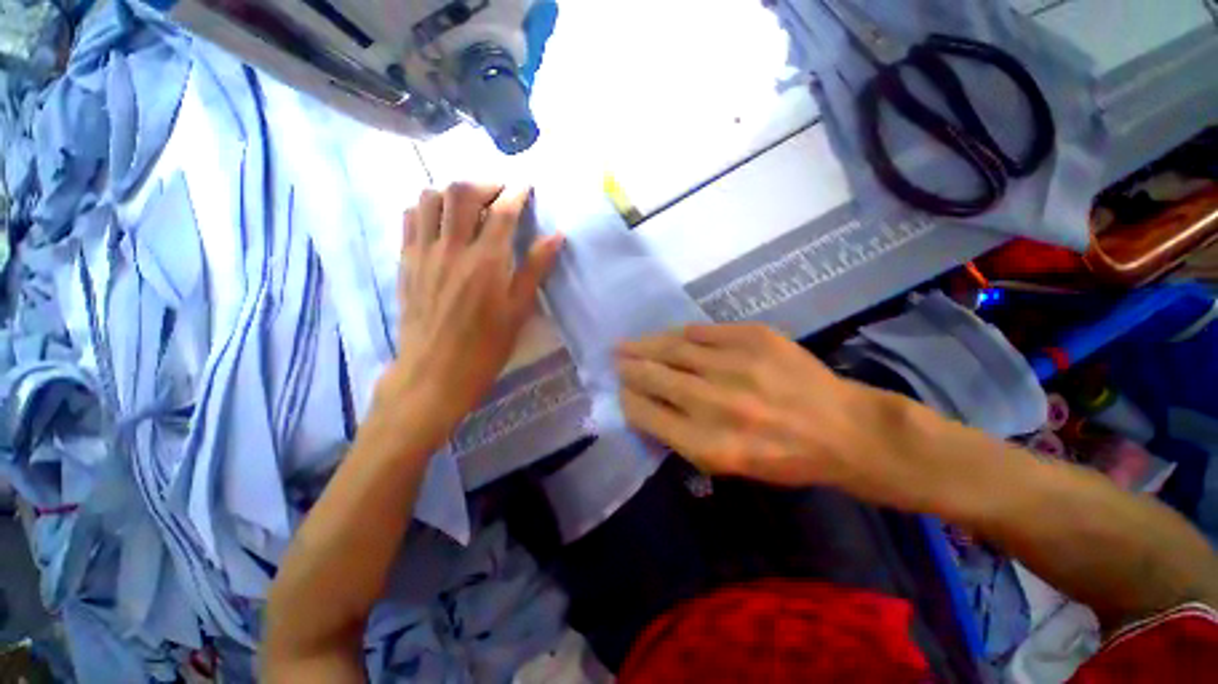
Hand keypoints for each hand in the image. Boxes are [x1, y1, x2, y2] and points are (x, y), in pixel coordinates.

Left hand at [376, 183, 563, 442]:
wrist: (435, 373)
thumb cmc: (486, 347)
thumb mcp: (520, 311)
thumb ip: (536, 269)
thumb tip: (556, 236)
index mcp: (486, 262)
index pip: (502, 211)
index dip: (516, 193)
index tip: (526, 187)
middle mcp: (452, 248)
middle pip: (462, 192)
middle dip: (485, 183)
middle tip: (501, 193)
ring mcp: (424, 253)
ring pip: (430, 197)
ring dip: (454, 191)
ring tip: (471, 205)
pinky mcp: (406, 262)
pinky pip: (411, 218)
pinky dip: (428, 207)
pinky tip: (442, 221)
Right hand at [616, 323, 904, 490]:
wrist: (842, 429)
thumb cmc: (782, 458)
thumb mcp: (727, 465)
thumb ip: (680, 436)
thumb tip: (644, 405)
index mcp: (707, 444)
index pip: (645, 413)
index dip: (627, 399)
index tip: (621, 390)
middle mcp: (716, 403)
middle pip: (653, 376)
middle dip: (628, 367)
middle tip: (616, 359)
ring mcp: (736, 364)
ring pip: (672, 348)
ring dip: (644, 345)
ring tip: (627, 344)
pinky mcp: (754, 337)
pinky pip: (701, 331)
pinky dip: (679, 334)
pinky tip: (668, 336)